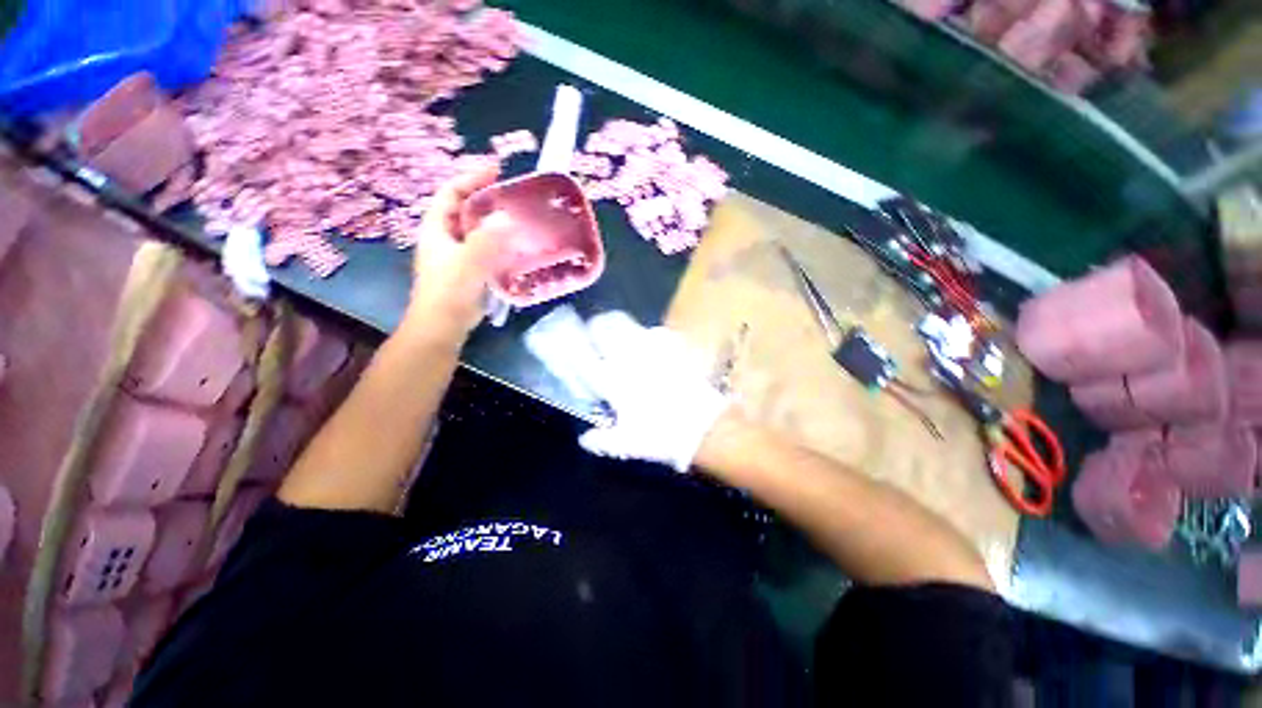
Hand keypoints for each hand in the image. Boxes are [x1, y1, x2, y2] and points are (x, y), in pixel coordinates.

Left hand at [406, 165, 511, 338]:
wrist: (443, 325)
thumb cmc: (450, 291)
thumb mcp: (468, 262)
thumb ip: (487, 240)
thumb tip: (508, 218)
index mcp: (437, 228)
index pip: (451, 192)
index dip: (471, 177)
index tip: (496, 168)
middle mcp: (445, 237)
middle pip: (465, 208)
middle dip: (487, 197)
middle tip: (513, 194)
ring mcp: (458, 255)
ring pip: (478, 230)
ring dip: (496, 222)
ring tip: (520, 218)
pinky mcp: (470, 270)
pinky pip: (487, 248)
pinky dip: (501, 243)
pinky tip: (517, 247)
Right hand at [570, 312, 728, 471]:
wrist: (704, 428)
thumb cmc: (662, 437)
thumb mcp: (628, 445)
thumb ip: (603, 441)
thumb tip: (585, 439)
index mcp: (614, 381)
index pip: (584, 356)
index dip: (572, 344)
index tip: (567, 339)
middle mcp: (630, 358)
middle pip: (606, 326)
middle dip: (597, 325)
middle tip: (597, 331)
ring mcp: (654, 349)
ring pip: (629, 323)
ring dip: (621, 326)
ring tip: (622, 334)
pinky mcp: (675, 348)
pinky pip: (657, 331)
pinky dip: (650, 334)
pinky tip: (653, 343)